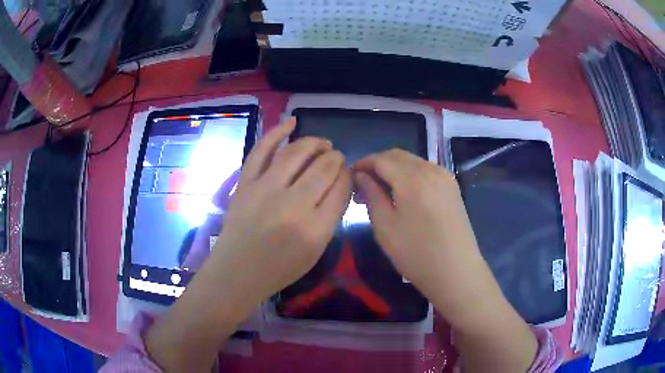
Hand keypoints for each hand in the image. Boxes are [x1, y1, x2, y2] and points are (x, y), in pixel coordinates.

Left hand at [210, 117, 351, 306]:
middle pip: (323, 167)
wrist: (237, 271)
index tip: (347, 172)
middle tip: (336, 157)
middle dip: (335, 157)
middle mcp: (292, 205)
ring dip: (314, 142)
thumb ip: (331, 217)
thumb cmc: (280, 268)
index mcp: (315, 228)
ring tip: (322, 143)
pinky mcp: (245, 182)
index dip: (347, 174)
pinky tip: (292, 122)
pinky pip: (262, 150)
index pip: (341, 187)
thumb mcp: (316, 251)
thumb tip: (340, 182)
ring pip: (297, 153)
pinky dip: (277, 132)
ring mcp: (265, 190)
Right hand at [353, 149, 536, 371]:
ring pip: (413, 162)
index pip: (381, 159)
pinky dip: (410, 175)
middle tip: (363, 184)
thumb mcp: (385, 226)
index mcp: (412, 177)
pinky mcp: (452, 187)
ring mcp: (445, 176)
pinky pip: (426, 171)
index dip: (363, 163)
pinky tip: (403, 193)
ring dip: (394, 169)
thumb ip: (371, 195)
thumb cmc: (416, 253)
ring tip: (381, 190)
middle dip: (378, 164)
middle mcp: (431, 169)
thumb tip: (361, 176)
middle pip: (398, 155)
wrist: (456, 271)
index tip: (350, 176)